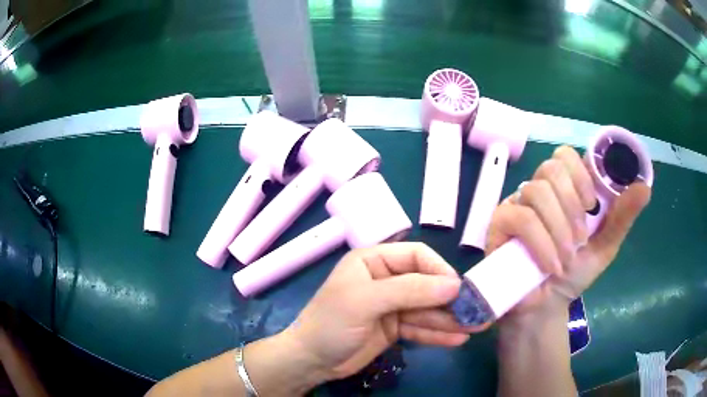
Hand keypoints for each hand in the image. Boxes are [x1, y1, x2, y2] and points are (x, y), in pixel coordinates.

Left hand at [284, 242, 482, 380]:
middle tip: (478, 311)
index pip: (417, 257)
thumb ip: (410, 291)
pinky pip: (421, 327)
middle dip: (451, 300)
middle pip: (427, 284)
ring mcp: (392, 306)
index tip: (459, 289)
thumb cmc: (332, 323)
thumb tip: (453, 285)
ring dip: (450, 319)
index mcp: (374, 262)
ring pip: (427, 309)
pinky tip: (458, 339)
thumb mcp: (367, 301)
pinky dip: (438, 333)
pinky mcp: (395, 328)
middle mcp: (386, 280)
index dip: (439, 270)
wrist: (311, 360)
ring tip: (477, 326)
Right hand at [486, 146, 651, 319]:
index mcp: (565, 189)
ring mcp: (517, 204)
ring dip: (559, 229)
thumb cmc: (575, 273)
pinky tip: (550, 265)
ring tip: (566, 258)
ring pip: (537, 192)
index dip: (580, 174)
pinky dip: (541, 242)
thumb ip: (623, 216)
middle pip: (551, 168)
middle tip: (580, 239)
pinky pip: (521, 218)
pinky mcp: (499, 223)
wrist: (544, 306)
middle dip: (571, 206)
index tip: (591, 205)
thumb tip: (645, 187)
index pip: (566, 156)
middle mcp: (539, 190)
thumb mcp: (605, 246)